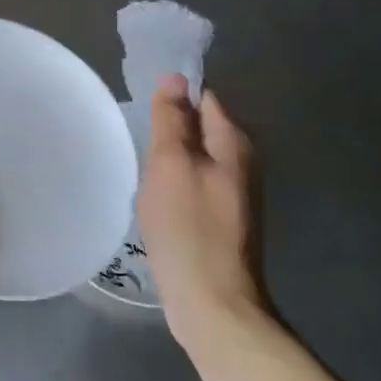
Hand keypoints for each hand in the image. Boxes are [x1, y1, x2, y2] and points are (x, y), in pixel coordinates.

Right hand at [138, 75, 271, 351]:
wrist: (213, 302)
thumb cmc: (188, 228)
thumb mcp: (171, 165)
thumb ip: (172, 120)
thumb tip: (176, 78)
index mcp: (234, 143)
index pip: (204, 98)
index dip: (174, 97)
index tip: (143, 109)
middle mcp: (242, 162)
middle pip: (201, 128)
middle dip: (170, 130)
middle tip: (138, 142)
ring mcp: (234, 193)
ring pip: (196, 158)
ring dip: (170, 160)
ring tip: (143, 171)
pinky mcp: (223, 220)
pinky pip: (194, 185)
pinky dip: (175, 185)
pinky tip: (156, 200)